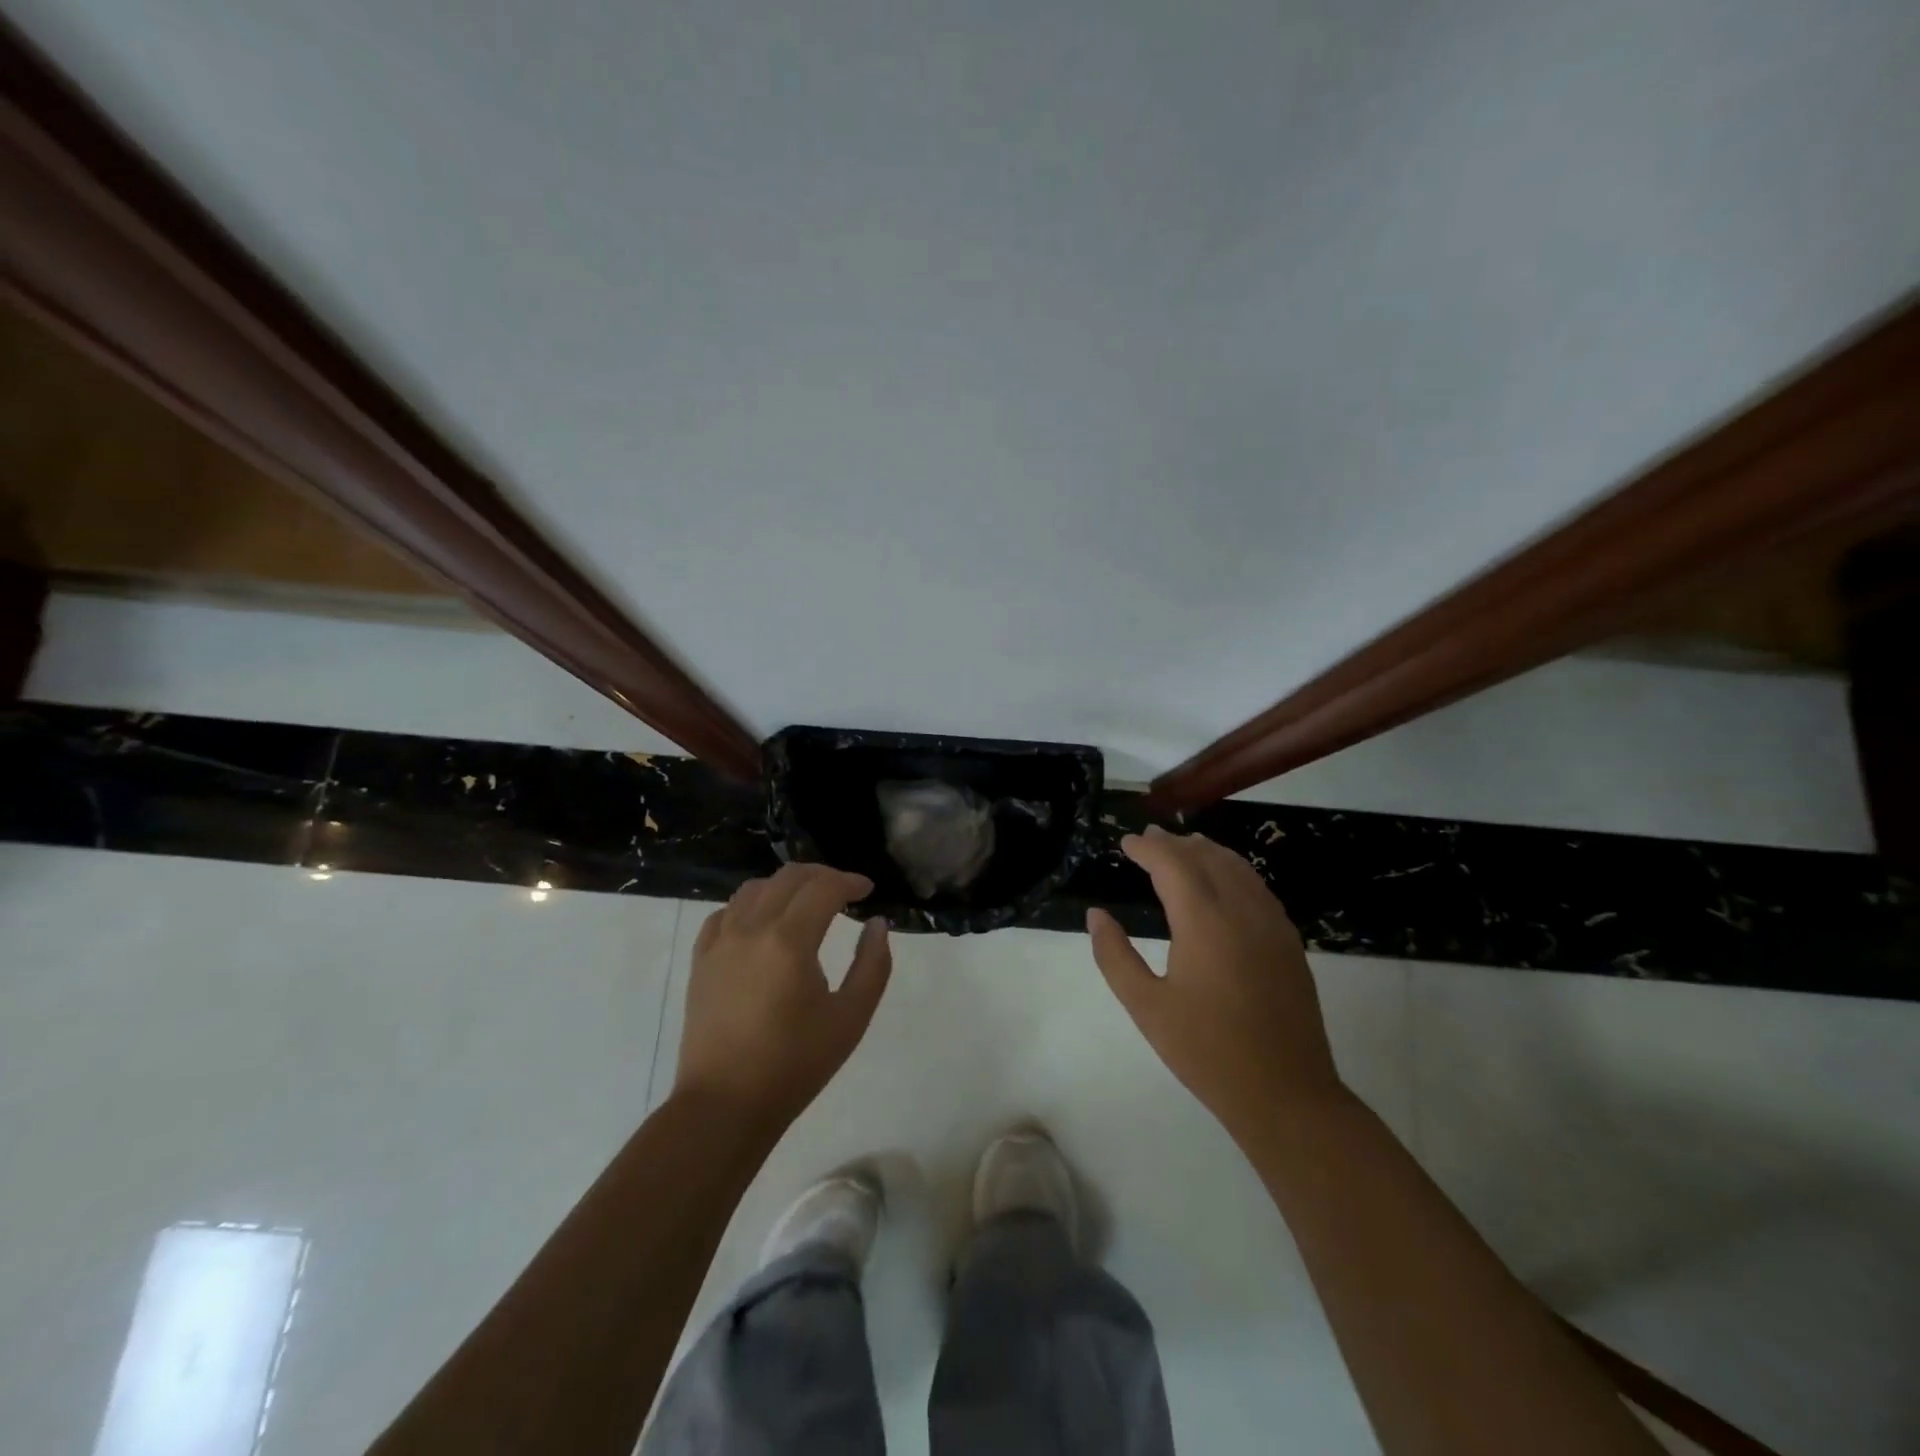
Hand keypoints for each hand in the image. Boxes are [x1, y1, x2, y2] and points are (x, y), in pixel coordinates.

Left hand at [673, 864, 892, 1127]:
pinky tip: (762, 923)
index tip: (868, 891)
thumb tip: (877, 924)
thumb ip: (872, 965)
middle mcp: (751, 928)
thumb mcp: (850, 1018)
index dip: (850, 882)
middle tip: (844, 892)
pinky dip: (750, 905)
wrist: (724, 1105)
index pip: (824, 888)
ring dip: (786, 885)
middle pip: (789, 877)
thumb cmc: (795, 1065)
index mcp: (790, 941)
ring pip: (754, 888)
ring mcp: (720, 942)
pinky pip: (725, 913)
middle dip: (822, 876)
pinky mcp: (701, 959)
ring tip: (805, 903)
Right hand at [1088, 826, 1344, 1141]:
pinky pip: (1258, 888)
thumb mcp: (1146, 1007)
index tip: (1126, 842)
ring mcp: (1272, 924)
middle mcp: (1241, 910)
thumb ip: (1115, 956)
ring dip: (1207, 851)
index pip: (1172, 864)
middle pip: (1206, 857)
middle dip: (1175, 843)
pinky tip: (1225, 881)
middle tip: (1149, 838)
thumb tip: (1096, 916)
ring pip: (1238, 868)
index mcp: (1204, 922)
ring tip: (1184, 846)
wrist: (1286, 1094)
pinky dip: (1235, 870)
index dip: (1147, 848)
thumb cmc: (1207, 1052)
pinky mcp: (1289, 942)